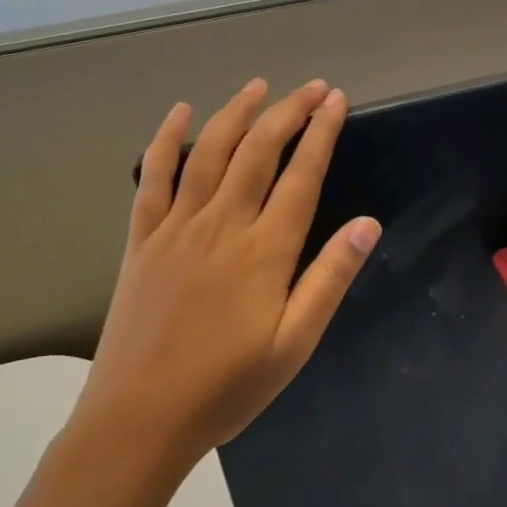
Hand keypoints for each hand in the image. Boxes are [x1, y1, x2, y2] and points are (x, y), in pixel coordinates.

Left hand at [76, 79, 381, 470]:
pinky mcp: (142, 239)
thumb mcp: (294, 343)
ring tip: (260, 86)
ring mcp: (176, 227)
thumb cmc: (226, 387)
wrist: (138, 420)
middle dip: (289, 111)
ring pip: (209, 151)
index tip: (337, 101)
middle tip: (313, 86)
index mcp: (264, 249)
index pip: (301, 174)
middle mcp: (221, 223)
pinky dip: (165, 140)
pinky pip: (153, 177)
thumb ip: (330, 278)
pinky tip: (178, 113)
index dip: (321, 132)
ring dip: (236, 113)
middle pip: (258, 150)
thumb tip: (368, 223)